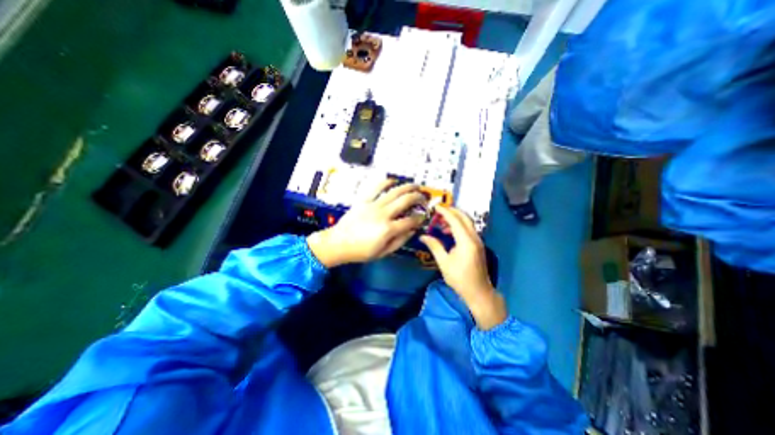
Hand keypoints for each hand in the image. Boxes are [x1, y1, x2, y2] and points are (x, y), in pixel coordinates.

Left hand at [308, 180, 425, 267]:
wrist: (338, 243)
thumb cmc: (361, 251)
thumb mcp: (383, 252)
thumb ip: (399, 241)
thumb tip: (412, 231)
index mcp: (388, 229)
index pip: (410, 221)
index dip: (419, 218)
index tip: (423, 217)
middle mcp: (383, 214)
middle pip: (405, 201)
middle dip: (418, 197)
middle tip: (423, 198)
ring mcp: (373, 205)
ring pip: (394, 191)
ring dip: (407, 187)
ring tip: (415, 185)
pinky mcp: (364, 200)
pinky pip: (376, 187)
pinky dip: (386, 182)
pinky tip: (393, 180)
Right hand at [422, 207, 506, 329]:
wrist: (479, 292)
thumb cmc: (460, 279)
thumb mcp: (444, 263)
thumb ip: (435, 246)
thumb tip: (423, 236)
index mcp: (466, 242)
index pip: (455, 220)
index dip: (445, 212)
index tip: (435, 207)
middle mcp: (474, 238)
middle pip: (464, 217)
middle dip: (452, 211)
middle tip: (438, 211)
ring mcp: (478, 241)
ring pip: (467, 222)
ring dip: (455, 218)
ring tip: (441, 223)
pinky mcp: (478, 244)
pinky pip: (468, 229)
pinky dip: (459, 226)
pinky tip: (449, 232)